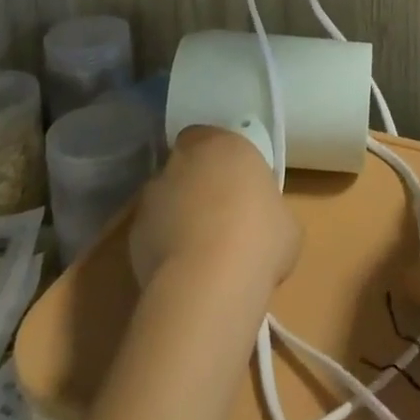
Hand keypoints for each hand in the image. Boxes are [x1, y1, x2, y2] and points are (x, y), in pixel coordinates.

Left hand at [129, 126, 301, 294]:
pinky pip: (152, 232)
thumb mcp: (285, 221)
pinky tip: (182, 272)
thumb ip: (267, 208)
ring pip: (165, 198)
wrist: (208, 283)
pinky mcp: (133, 233)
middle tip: (217, 214)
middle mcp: (183, 160)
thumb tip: (263, 222)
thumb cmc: (259, 239)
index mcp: (223, 144)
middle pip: (185, 164)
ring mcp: (153, 195)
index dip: (219, 158)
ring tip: (198, 250)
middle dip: (195, 183)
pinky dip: (162, 245)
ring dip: (177, 214)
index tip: (233, 182)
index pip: (210, 136)